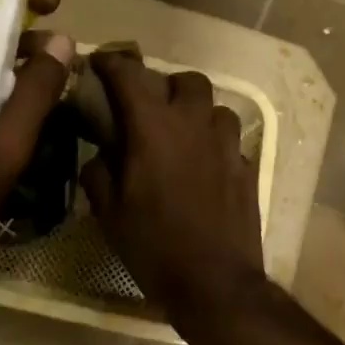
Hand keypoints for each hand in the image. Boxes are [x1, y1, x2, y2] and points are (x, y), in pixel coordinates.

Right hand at [80, 51, 263, 338]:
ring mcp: (226, 145)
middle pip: (186, 80)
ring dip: (196, 111)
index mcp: (154, 128)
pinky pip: (230, 139)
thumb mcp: (109, 213)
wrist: (215, 284)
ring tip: (182, 132)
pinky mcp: (246, 168)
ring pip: (216, 106)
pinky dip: (214, 142)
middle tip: (150, 105)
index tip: (100, 61)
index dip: (112, 63)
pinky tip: (203, 165)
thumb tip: (100, 156)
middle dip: (166, 84)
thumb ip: (99, 173)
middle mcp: (193, 125)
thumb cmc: (153, 246)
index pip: (130, 76)